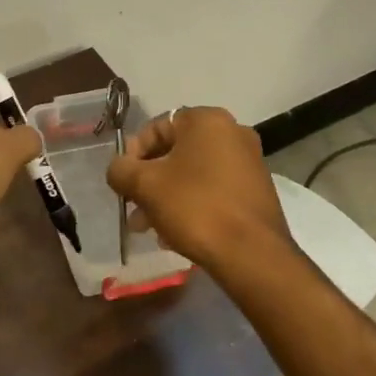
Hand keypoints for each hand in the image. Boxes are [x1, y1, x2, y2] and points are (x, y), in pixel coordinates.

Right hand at [106, 106, 291, 270]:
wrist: (251, 254)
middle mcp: (233, 133)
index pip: (156, 127)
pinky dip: (192, 205)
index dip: (133, 154)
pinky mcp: (256, 191)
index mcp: (207, 120)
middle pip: (175, 152)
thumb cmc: (195, 207)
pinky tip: (175, 234)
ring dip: (166, 196)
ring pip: (193, 174)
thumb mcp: (145, 185)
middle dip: (149, 181)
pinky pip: (213, 190)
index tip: (124, 182)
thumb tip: (119, 169)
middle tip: (133, 209)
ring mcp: (249, 162)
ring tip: (150, 228)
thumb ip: (121, 170)